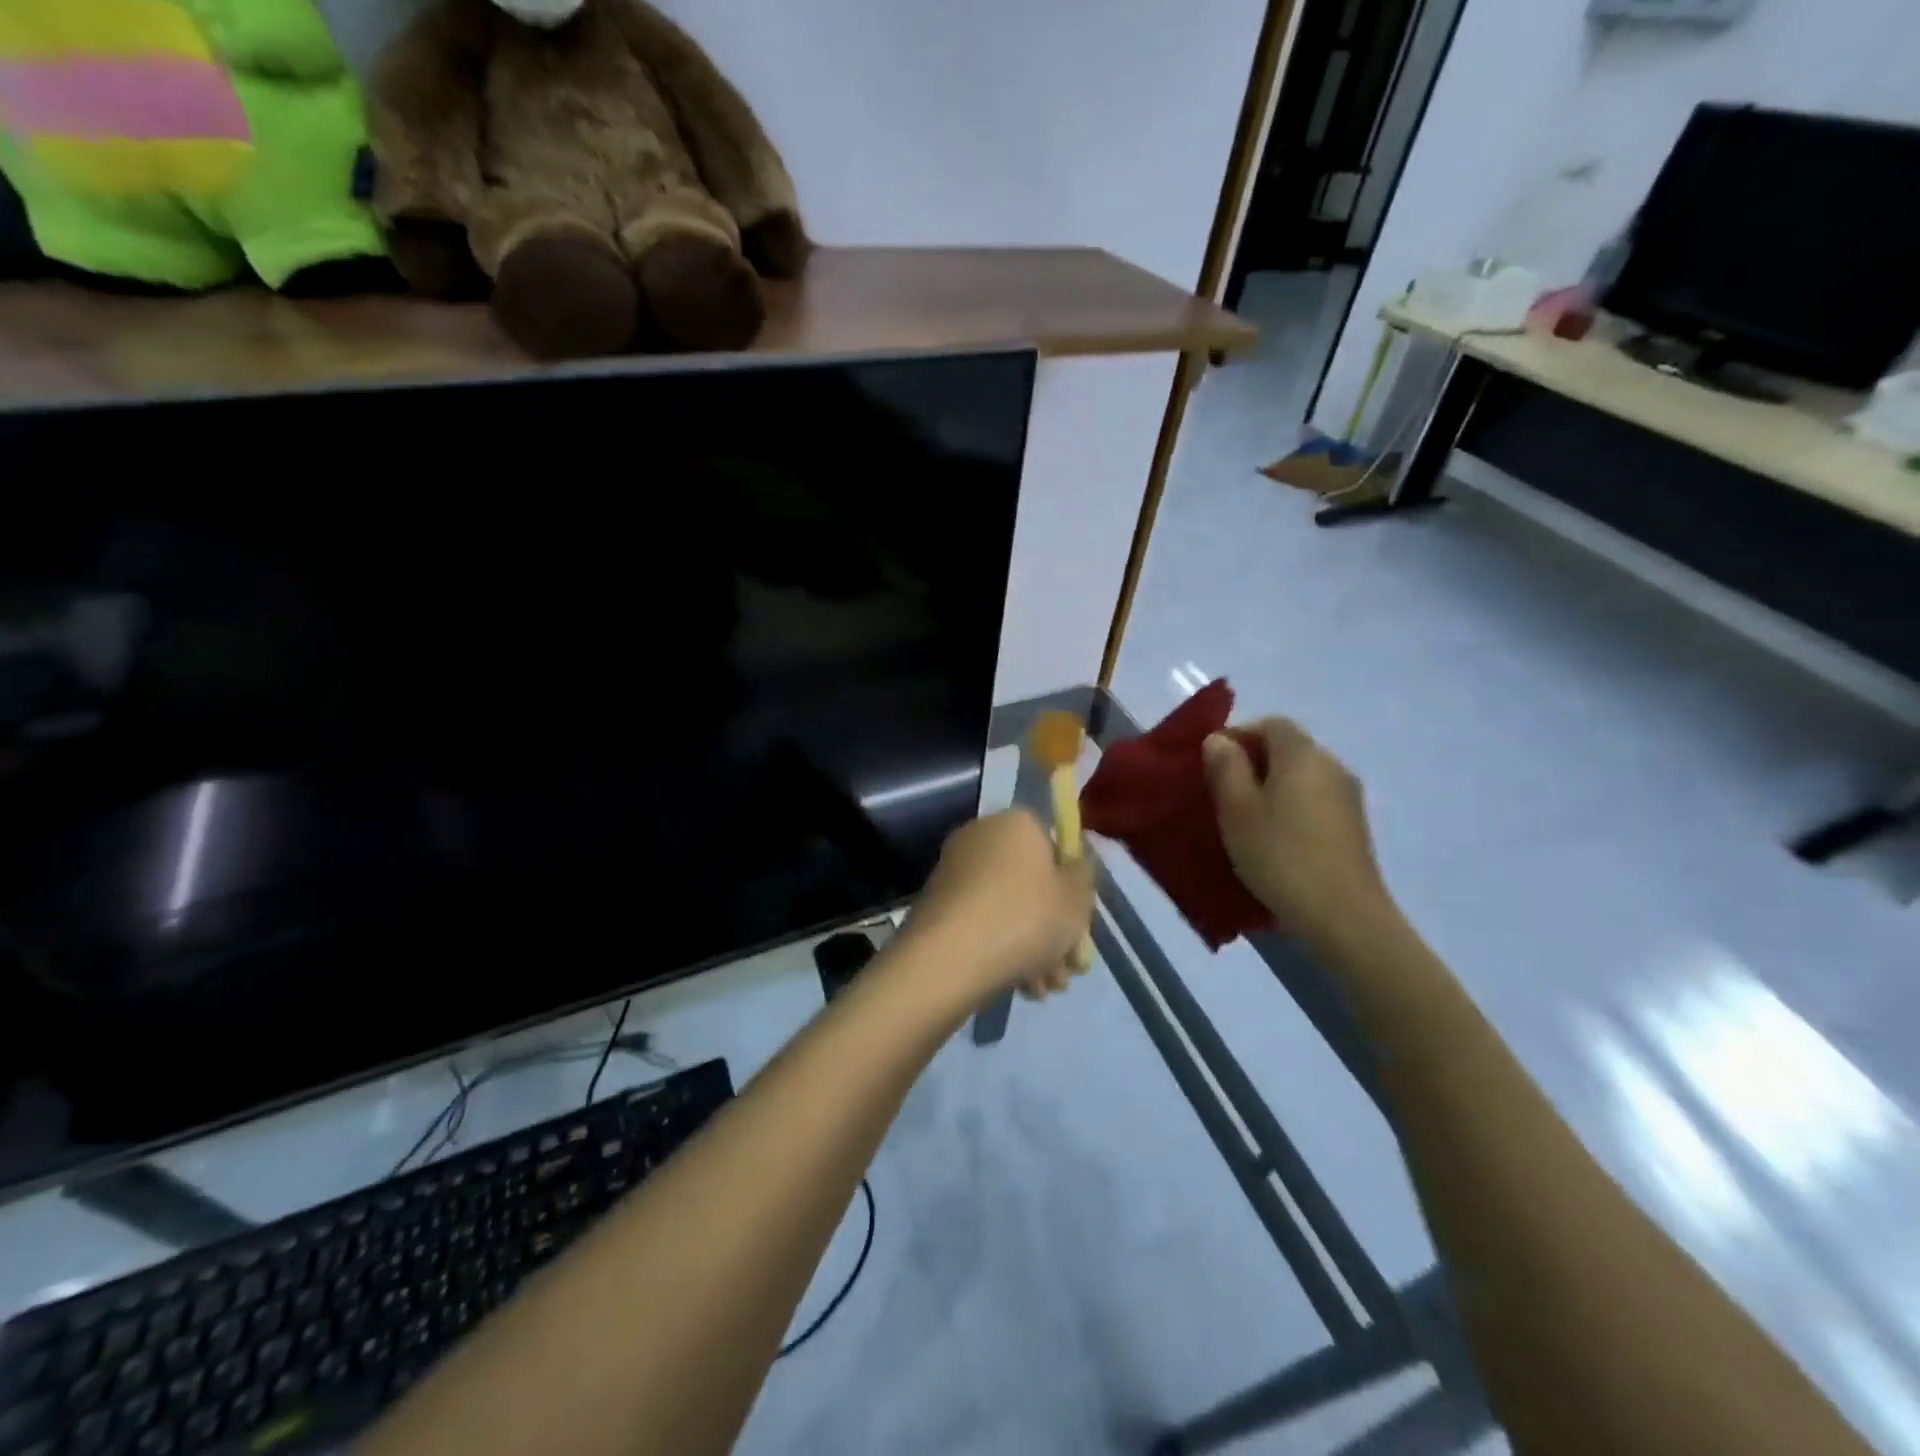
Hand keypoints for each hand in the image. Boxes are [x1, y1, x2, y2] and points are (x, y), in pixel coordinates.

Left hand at [901, 810, 1095, 1005]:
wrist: (950, 957)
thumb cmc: (1026, 916)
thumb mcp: (1077, 898)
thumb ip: (1083, 876)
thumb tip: (1072, 867)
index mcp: (1016, 822)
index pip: (1053, 843)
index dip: (1071, 883)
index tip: (1081, 920)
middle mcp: (981, 836)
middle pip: (1030, 881)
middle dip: (1054, 927)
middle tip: (1069, 967)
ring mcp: (954, 871)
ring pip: (1007, 908)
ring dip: (1033, 947)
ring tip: (1047, 987)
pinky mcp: (936, 906)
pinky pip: (981, 923)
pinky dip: (1002, 950)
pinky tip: (1022, 987)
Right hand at [1203, 719, 1390, 951]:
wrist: (1343, 916)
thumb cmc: (1280, 855)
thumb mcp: (1237, 810)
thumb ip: (1225, 767)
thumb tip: (1219, 739)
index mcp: (1302, 754)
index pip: (1271, 723)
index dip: (1239, 735)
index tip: (1212, 764)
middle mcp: (1332, 764)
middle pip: (1288, 747)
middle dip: (1254, 762)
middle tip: (1223, 793)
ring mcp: (1349, 796)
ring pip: (1302, 776)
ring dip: (1273, 787)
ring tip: (1247, 819)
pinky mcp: (1354, 826)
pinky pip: (1315, 800)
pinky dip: (1292, 807)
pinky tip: (1276, 839)